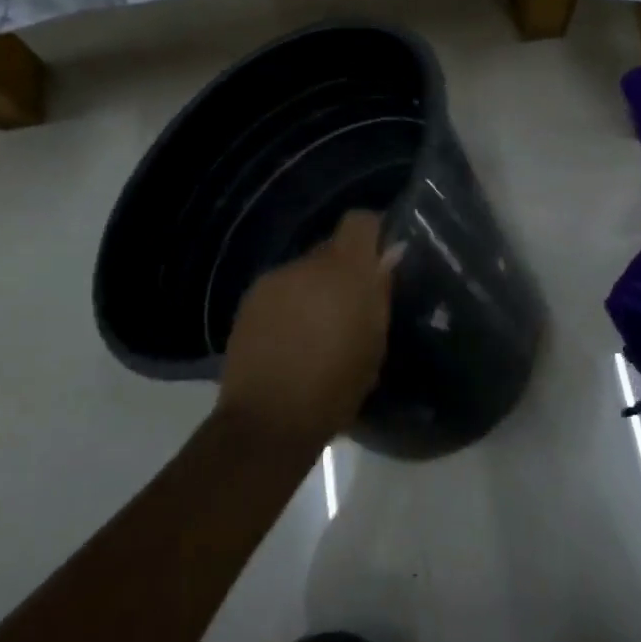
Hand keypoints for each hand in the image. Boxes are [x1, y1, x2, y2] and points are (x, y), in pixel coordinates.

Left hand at [216, 211, 399, 452]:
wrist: (267, 420)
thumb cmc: (334, 387)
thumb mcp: (374, 344)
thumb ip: (380, 292)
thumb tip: (391, 253)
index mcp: (343, 270)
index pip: (360, 221)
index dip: (374, 232)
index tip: (384, 256)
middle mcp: (306, 264)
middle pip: (331, 248)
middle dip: (345, 269)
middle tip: (354, 304)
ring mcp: (274, 279)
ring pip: (305, 270)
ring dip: (316, 288)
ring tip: (321, 327)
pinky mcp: (249, 300)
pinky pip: (282, 289)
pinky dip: (292, 303)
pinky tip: (292, 337)